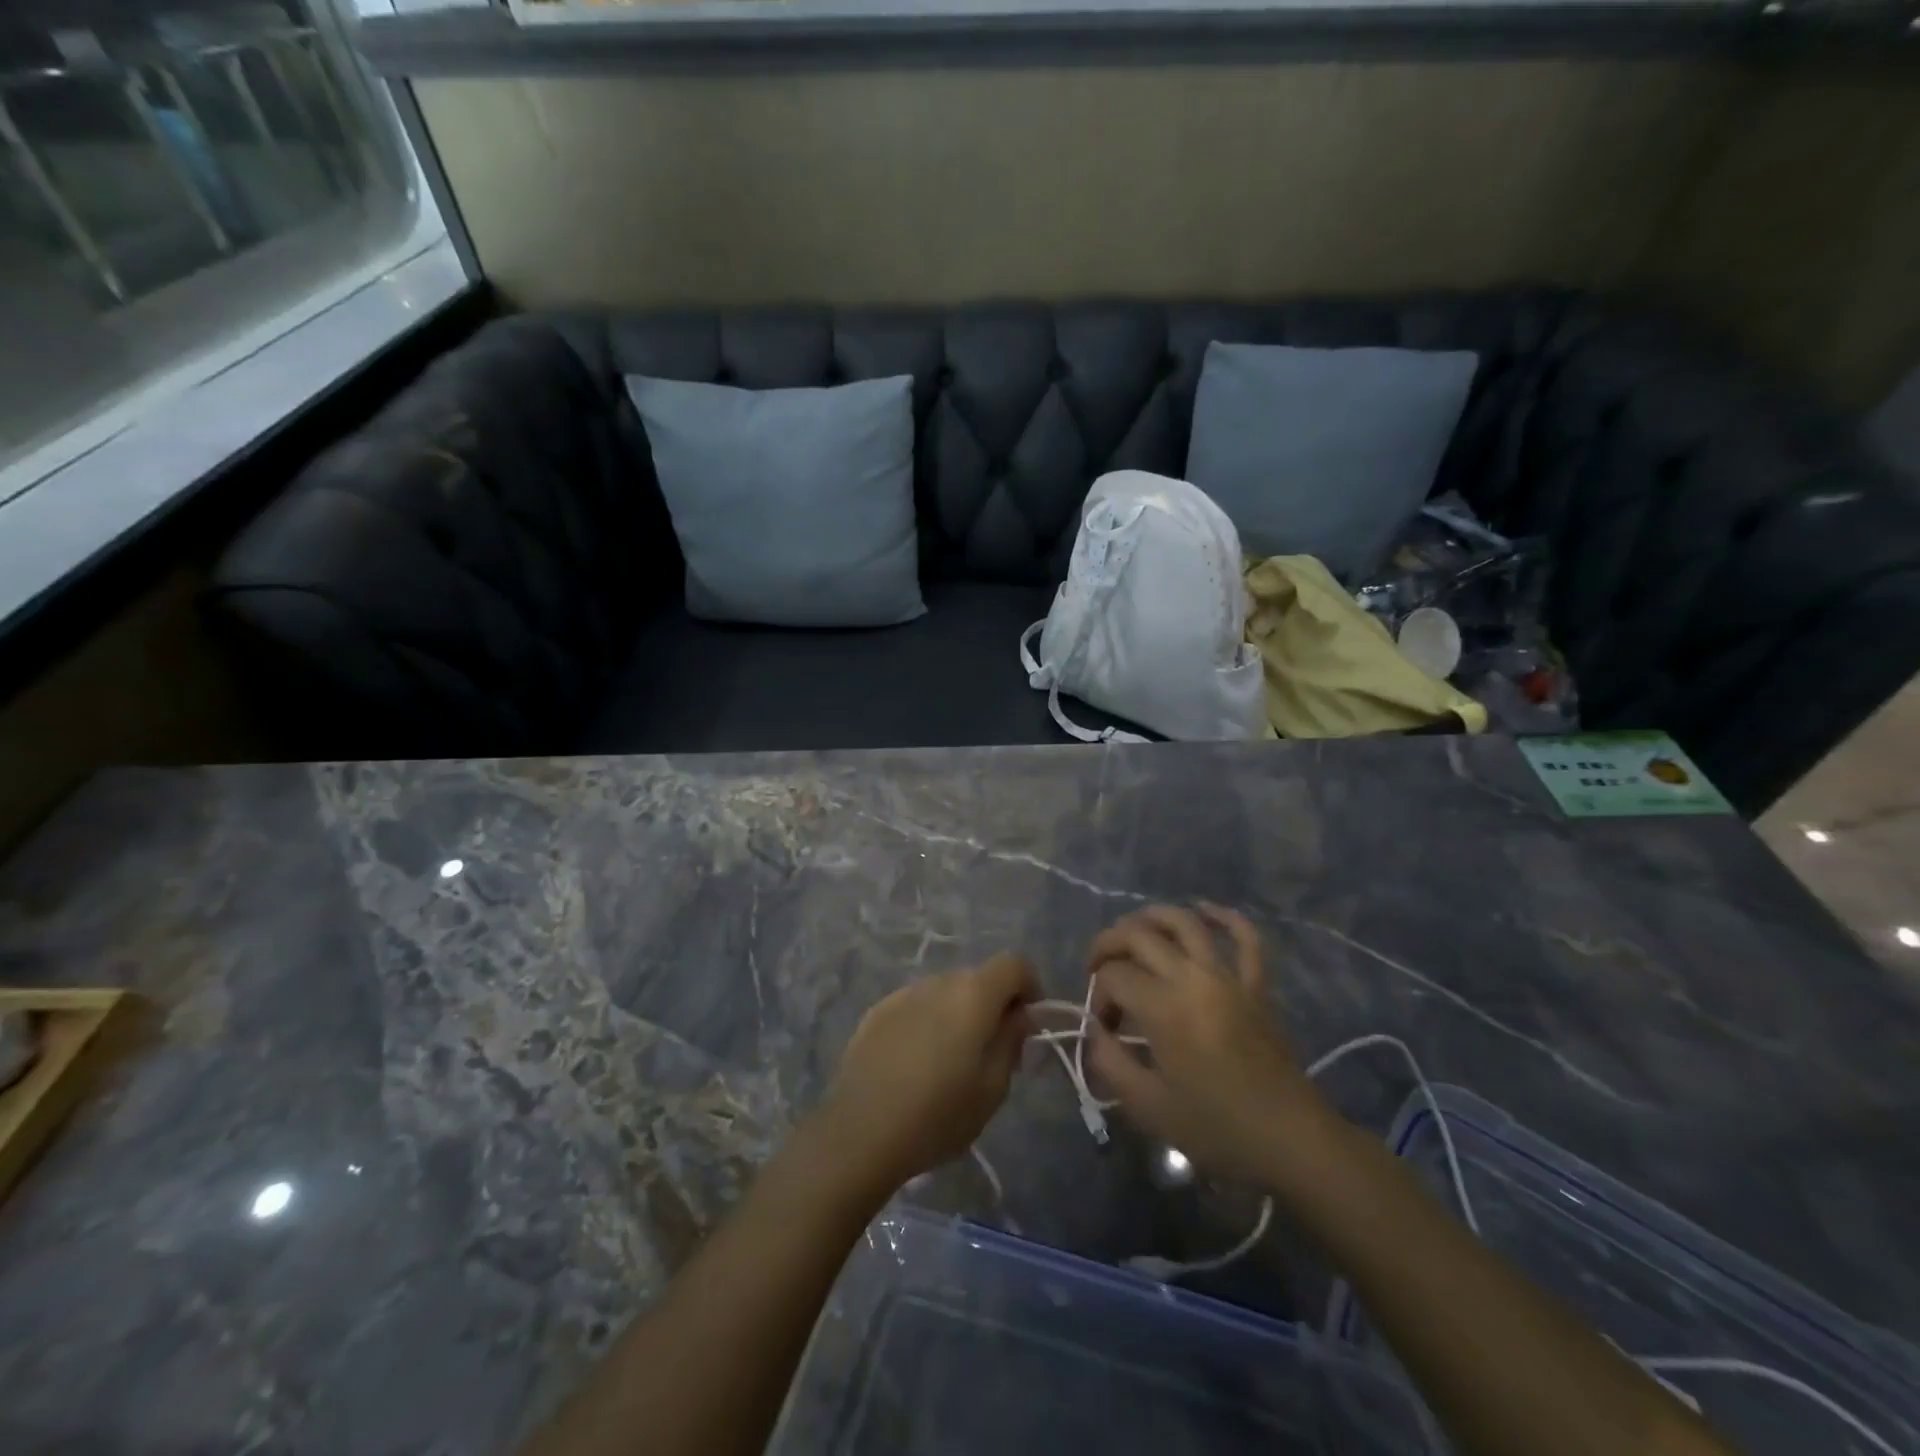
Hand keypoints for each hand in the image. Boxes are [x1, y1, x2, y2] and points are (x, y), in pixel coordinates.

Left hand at [817, 954, 1037, 1191]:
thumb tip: (1018, 1015)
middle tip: (992, 1052)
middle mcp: (939, 982)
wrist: (860, 1132)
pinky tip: (915, 1064)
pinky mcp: (877, 1011)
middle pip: (978, 978)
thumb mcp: (993, 1088)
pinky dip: (926, 1023)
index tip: (1027, 1024)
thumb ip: (1012, 1041)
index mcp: (973, 994)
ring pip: (945, 992)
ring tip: (949, 1062)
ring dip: (957, 1014)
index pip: (1014, 964)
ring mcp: (904, 993)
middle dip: (993, 1005)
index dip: (1029, 987)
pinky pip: (916, 1006)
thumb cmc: (938, 1115)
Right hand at [1084, 904, 1337, 1186]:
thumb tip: (1095, 1031)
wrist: (1290, 1139)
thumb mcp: (1147, 1106)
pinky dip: (1225, 917)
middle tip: (1097, 968)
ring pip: (1185, 923)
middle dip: (1108, 944)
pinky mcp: (1256, 985)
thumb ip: (1110, 1062)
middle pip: (1139, 936)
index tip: (1103, 1027)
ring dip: (1152, 917)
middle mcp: (1192, 977)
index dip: (1097, 994)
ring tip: (1133, 930)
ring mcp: (1228, 976)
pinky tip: (1204, 910)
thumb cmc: (1216, 1127)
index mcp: (1163, 1007)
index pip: (1113, 976)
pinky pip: (1246, 939)